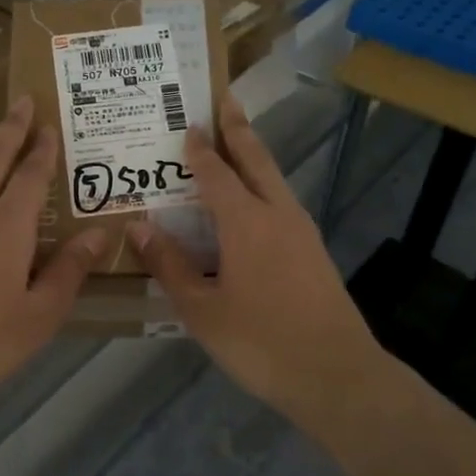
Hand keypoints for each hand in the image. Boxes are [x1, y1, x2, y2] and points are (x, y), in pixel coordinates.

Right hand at [126, 93, 388, 427]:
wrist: (336, 374)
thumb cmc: (261, 343)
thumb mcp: (202, 310)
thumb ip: (171, 267)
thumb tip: (138, 228)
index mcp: (246, 223)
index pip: (216, 173)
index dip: (200, 148)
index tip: (188, 122)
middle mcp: (278, 215)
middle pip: (257, 161)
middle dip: (240, 130)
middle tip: (225, 101)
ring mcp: (302, 232)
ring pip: (275, 180)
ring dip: (255, 157)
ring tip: (236, 144)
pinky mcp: (314, 252)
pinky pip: (282, 204)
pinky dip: (264, 188)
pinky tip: (253, 206)